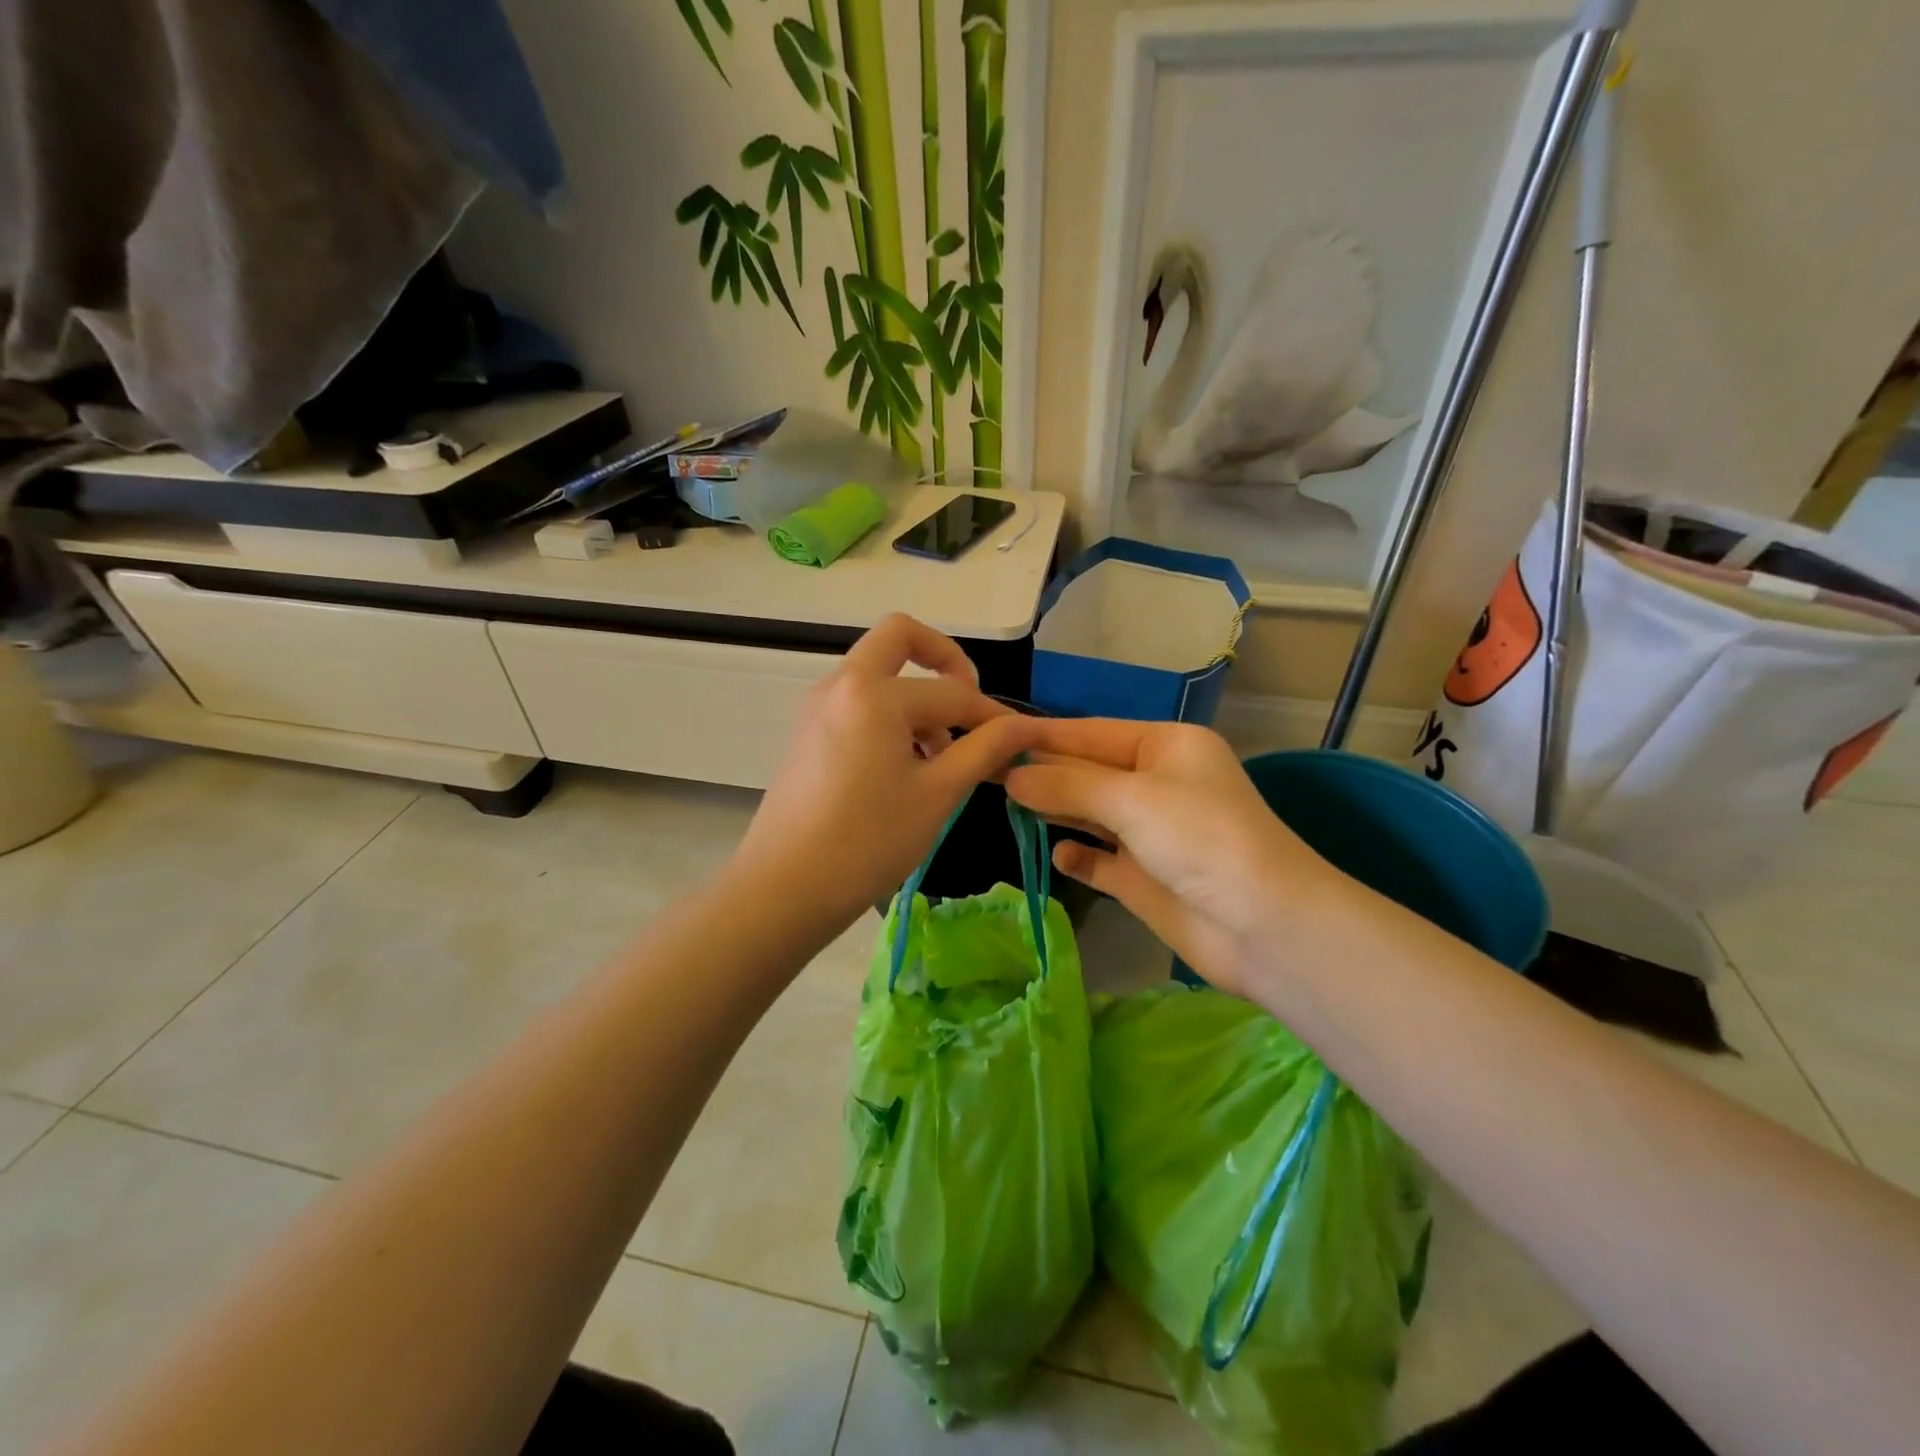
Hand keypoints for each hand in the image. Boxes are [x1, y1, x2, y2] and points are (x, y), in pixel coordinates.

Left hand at [730, 614, 1034, 936]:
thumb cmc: (868, 841)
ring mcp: (819, 706)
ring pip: (878, 674)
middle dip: (944, 661)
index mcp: (874, 692)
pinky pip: (859, 703)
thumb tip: (1026, 725)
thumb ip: (985, 749)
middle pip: (899, 638)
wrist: (783, 889)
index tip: (1021, 739)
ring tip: (940, 759)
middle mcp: (842, 684)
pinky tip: (906, 769)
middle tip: (968, 707)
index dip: (992, 715)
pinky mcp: (808, 732)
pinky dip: (890, 716)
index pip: (952, 692)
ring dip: (916, 697)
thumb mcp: (938, 794)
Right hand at [1006, 720, 1349, 998]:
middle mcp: (1157, 784)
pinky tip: (1059, 854)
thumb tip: (1013, 776)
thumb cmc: (1202, 839)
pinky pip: (1102, 860)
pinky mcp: (1146, 878)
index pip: (1091, 733)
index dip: (1042, 734)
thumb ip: (1068, 785)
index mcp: (1166, 747)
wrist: (1265, 926)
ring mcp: (1152, 834)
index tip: (993, 732)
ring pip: (1091, 813)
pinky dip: (1080, 857)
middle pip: (1087, 771)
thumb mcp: (1133, 798)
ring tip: (1003, 802)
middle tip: (982, 768)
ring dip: (1054, 809)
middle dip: (1042, 771)